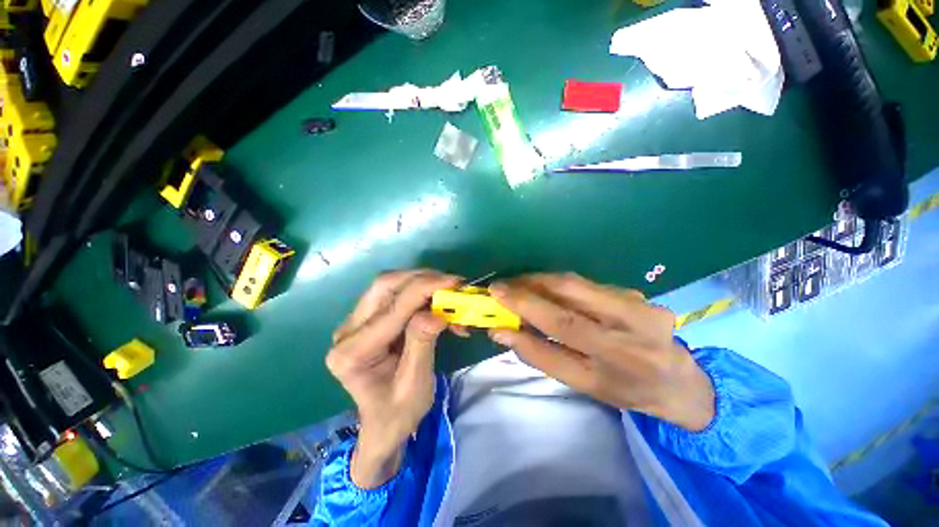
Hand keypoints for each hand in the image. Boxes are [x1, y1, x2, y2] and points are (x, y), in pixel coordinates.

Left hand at [326, 270, 460, 487]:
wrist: (383, 425)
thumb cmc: (399, 413)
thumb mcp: (415, 385)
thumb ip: (422, 345)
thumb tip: (435, 313)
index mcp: (354, 353)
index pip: (393, 308)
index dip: (425, 289)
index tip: (454, 282)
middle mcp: (347, 331)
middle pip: (384, 285)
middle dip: (422, 278)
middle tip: (452, 283)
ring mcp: (355, 322)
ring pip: (389, 284)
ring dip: (421, 282)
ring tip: (447, 292)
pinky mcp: (367, 319)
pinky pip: (394, 293)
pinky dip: (419, 291)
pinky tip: (436, 300)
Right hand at [488, 273, 714, 430]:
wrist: (677, 381)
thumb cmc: (622, 389)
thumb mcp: (580, 383)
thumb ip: (539, 355)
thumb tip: (501, 330)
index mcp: (614, 367)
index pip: (559, 329)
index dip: (524, 308)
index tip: (496, 294)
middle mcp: (630, 333)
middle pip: (570, 294)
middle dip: (529, 284)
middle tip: (504, 284)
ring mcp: (639, 307)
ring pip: (577, 283)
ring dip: (541, 280)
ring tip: (520, 284)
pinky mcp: (639, 294)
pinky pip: (588, 284)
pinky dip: (561, 284)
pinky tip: (549, 290)